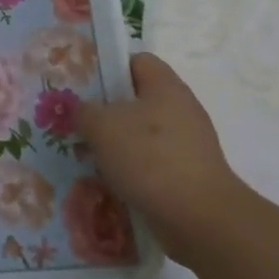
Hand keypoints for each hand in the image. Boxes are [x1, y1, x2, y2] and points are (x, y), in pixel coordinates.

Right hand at [79, 53, 245, 262]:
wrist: (199, 218)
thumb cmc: (150, 158)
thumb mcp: (102, 125)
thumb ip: (84, 110)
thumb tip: (82, 110)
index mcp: (165, 86)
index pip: (136, 60)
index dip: (109, 68)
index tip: (83, 86)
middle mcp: (181, 109)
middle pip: (137, 98)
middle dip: (106, 110)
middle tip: (79, 122)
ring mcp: (187, 143)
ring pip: (142, 133)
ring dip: (116, 143)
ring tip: (88, 155)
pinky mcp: (187, 174)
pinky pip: (152, 162)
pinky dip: (132, 169)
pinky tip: (111, 181)